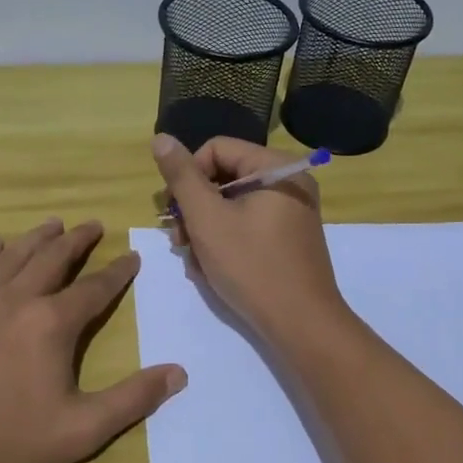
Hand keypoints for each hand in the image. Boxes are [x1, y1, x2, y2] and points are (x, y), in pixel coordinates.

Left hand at [0, 219, 186, 462]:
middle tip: (93, 225)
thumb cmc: (8, 442)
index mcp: (52, 324)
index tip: (131, 257)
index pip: (95, 289)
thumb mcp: (83, 430)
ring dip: (36, 238)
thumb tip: (179, 373)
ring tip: (53, 224)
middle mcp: (16, 300)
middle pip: (53, 259)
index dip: (117, 272)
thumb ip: (133, 399)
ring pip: (12, 258)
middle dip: (77, 241)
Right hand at [150, 134, 349, 345]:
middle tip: (178, 240)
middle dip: (195, 208)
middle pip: (225, 177)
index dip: (188, 175)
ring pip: (232, 205)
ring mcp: (291, 212)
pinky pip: (248, 225)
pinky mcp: (288, 239)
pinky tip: (211, 268)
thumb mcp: (207, 219)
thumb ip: (182, 177)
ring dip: (205, 229)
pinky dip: (225, 241)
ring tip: (194, 261)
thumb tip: (161, 138)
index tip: (172, 210)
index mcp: (276, 168)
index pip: (217, 149)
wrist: (301, 324)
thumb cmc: (252, 266)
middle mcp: (289, 183)